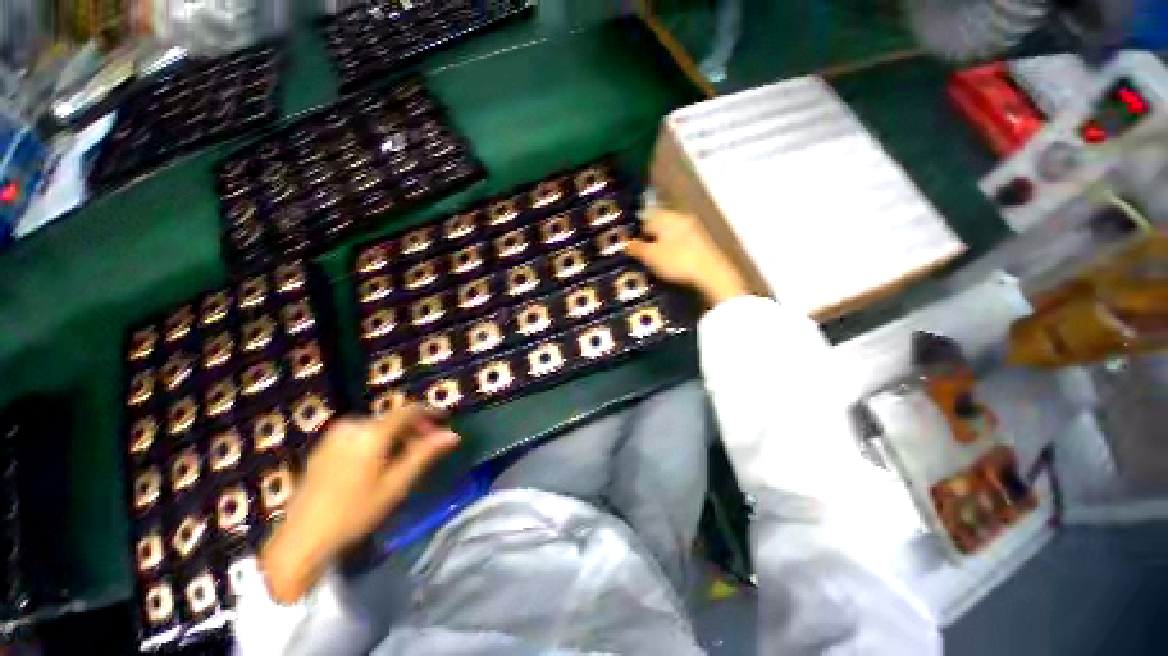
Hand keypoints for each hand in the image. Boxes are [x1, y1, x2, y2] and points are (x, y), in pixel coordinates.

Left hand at [260, 405, 458, 602]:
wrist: (300, 539)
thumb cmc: (354, 513)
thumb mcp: (395, 485)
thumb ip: (424, 454)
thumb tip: (453, 435)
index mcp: (371, 433)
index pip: (409, 411)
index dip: (429, 413)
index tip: (445, 420)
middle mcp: (353, 426)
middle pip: (393, 418)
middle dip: (413, 428)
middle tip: (427, 446)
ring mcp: (335, 434)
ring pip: (377, 425)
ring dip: (396, 434)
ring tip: (404, 455)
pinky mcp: (324, 445)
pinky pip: (360, 432)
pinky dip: (377, 439)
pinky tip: (379, 460)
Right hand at [626, 208, 748, 305]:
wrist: (711, 273)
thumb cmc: (676, 261)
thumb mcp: (650, 256)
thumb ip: (636, 247)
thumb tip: (623, 240)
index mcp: (666, 216)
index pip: (644, 217)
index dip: (634, 229)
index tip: (627, 241)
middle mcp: (679, 217)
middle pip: (658, 223)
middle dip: (648, 235)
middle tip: (638, 250)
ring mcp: (692, 228)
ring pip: (669, 232)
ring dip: (660, 242)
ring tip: (651, 257)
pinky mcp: (701, 241)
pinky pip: (679, 240)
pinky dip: (671, 247)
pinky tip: (668, 259)